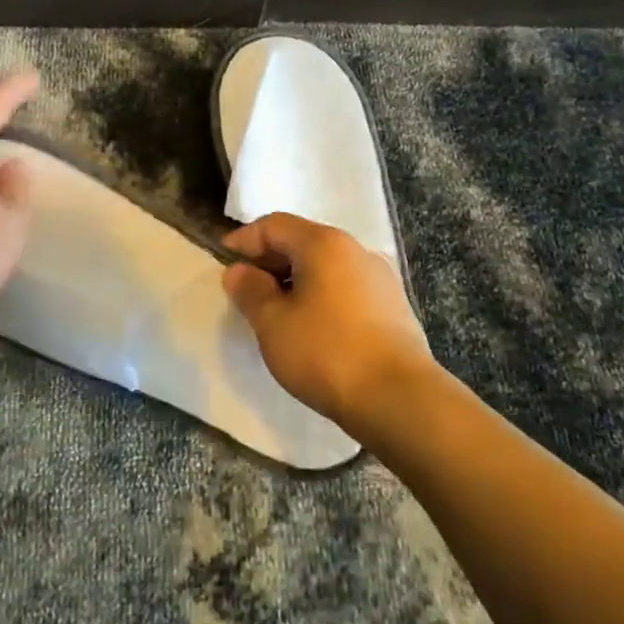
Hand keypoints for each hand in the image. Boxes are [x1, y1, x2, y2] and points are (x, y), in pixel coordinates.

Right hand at [221, 212, 432, 425]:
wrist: (399, 399)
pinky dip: (322, 295)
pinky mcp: (394, 306)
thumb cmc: (325, 353)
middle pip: (303, 241)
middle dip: (271, 259)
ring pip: (326, 266)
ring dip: (297, 280)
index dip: (245, 239)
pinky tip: (314, 326)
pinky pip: (346, 287)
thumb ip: (250, 291)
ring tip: (278, 310)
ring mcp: (380, 277)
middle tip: (248, 288)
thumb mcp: (272, 323)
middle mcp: (355, 249)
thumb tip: (238, 271)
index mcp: (324, 244)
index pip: (274, 225)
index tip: (224, 259)